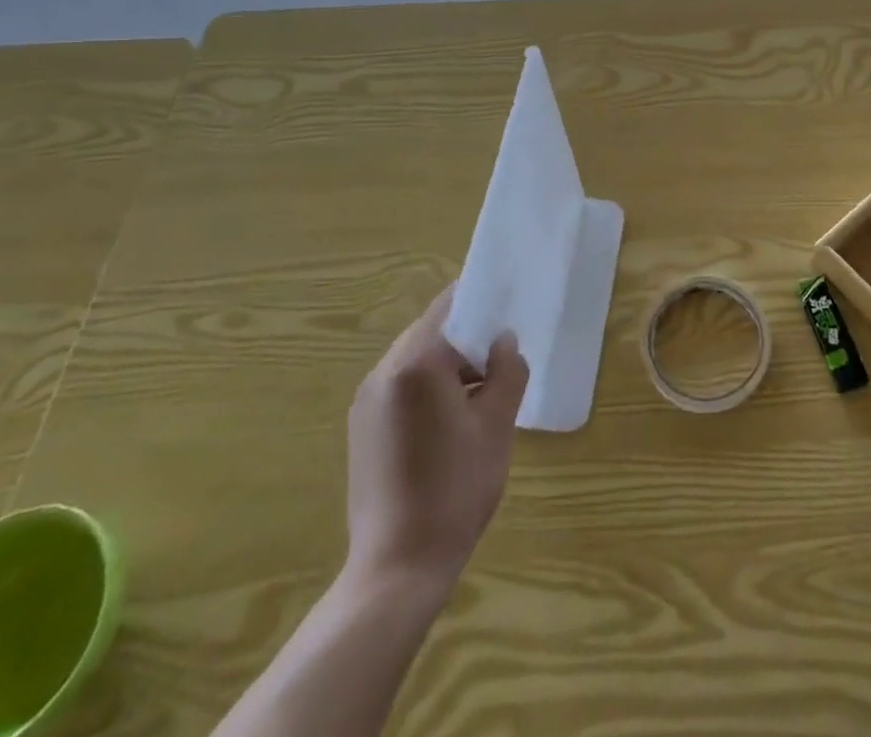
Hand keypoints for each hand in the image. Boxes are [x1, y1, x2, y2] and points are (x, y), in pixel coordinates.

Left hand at [345, 286, 528, 588]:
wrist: (397, 569)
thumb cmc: (455, 490)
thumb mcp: (496, 425)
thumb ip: (507, 371)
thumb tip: (503, 341)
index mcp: (415, 363)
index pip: (449, 306)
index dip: (481, 300)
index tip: (508, 307)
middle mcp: (383, 373)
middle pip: (431, 331)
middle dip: (468, 338)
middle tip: (502, 357)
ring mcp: (366, 402)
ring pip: (416, 360)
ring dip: (449, 364)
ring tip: (482, 393)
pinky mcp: (362, 429)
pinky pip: (401, 386)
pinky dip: (429, 387)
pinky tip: (452, 421)